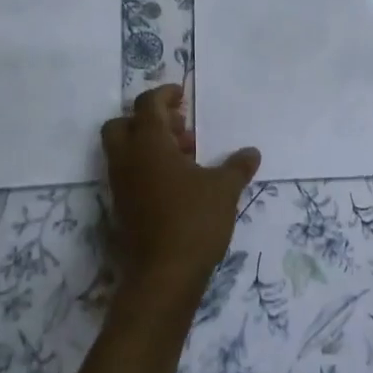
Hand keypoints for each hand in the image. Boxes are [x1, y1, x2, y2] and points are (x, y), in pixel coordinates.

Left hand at [101, 85, 260, 312]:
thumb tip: (251, 152)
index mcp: (148, 144)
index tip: (182, 96)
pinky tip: (177, 183)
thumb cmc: (193, 221)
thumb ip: (237, 166)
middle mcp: (127, 160)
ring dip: (149, 145)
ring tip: (186, 157)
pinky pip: (128, 174)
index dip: (164, 95)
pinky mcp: (121, 208)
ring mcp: (120, 185)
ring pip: (123, 151)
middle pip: (122, 124)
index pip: (147, 105)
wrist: (162, 276)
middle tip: (180, 128)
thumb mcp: (224, 189)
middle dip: (148, 120)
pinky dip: (146, 168)